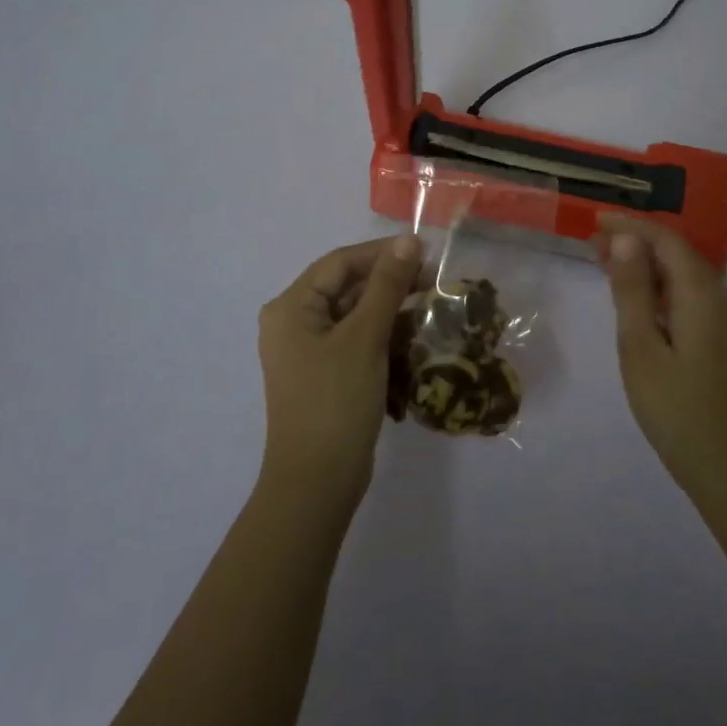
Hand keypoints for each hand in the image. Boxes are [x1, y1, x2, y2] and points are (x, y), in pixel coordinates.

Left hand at [256, 235, 423, 511]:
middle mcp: (294, 323)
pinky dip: (384, 337)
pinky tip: (416, 338)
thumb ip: (387, 285)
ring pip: (355, 315)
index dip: (382, 253)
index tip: (425, 253)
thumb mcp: (364, 337)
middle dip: (391, 283)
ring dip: (392, 310)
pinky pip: (357, 342)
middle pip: (347, 288)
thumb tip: (408, 241)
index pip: (340, 263)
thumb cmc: (335, 401)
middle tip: (435, 282)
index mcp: (291, 307)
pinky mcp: (326, 375)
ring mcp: (309, 352)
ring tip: (433, 308)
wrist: (317, 484)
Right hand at [593, 216, 726, 501]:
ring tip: (606, 263)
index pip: (666, 240)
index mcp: (702, 295)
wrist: (723, 465)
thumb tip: (627, 239)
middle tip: (593, 243)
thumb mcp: (641, 346)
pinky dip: (658, 286)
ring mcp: (724, 319)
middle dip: (636, 241)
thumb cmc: (674, 406)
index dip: (631, 225)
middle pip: (676, 253)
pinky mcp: (720, 337)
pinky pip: (687, 295)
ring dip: (645, 264)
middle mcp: (720, 298)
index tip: (595, 221)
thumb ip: (633, 290)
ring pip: (681, 274)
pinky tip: (635, 297)